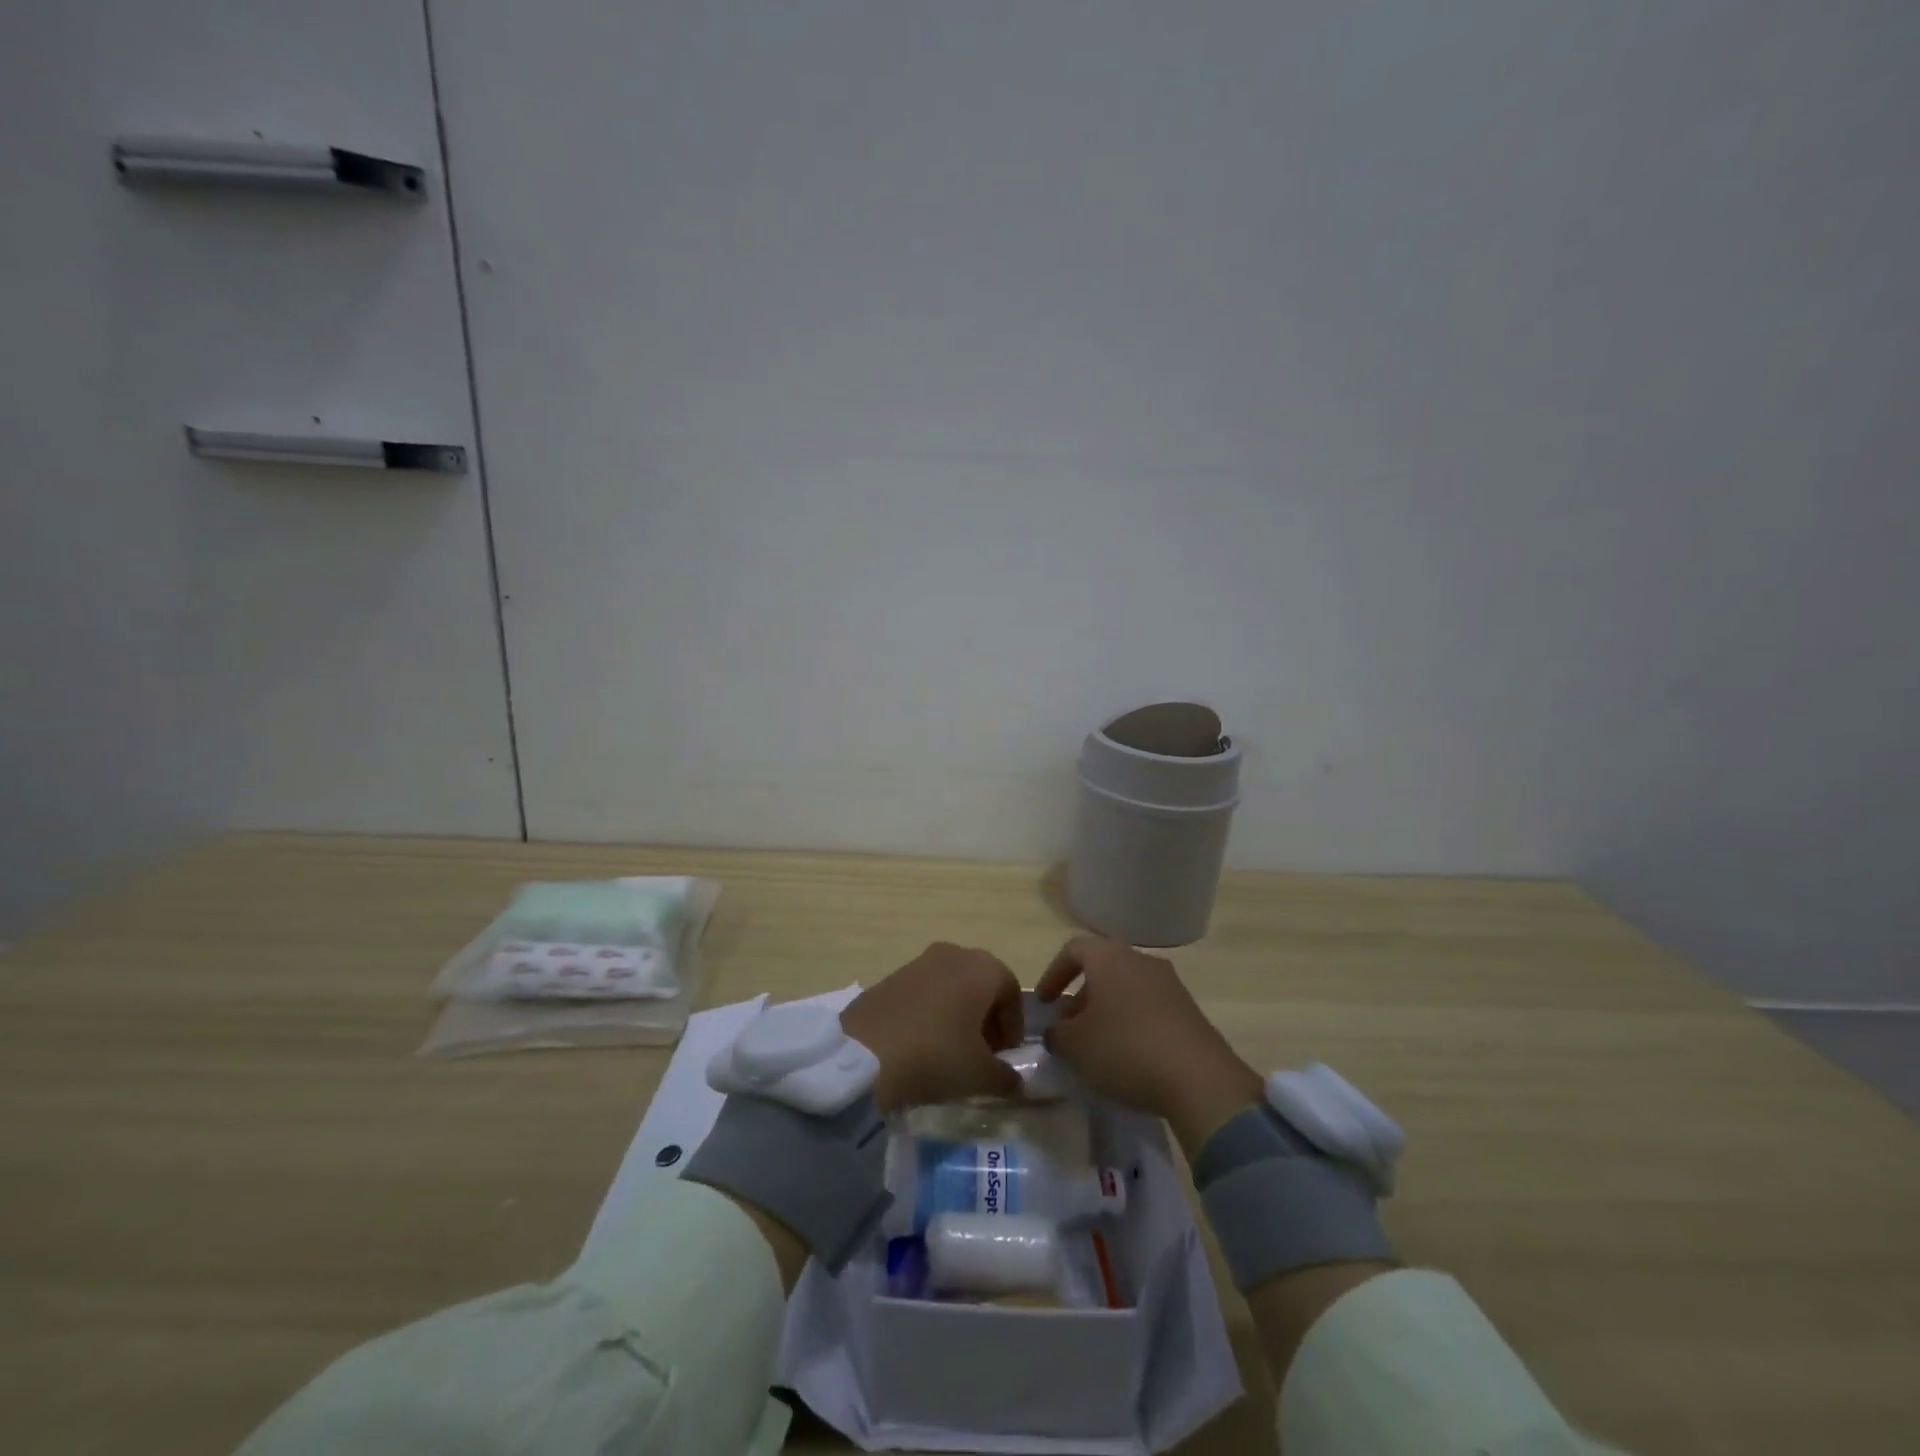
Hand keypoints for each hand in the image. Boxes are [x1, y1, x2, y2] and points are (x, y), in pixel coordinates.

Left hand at [841, 943, 1025, 1111]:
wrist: (864, 1055)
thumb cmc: (936, 1056)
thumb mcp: (981, 1076)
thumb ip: (1007, 1077)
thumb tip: (1015, 1081)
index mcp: (981, 967)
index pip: (1011, 991)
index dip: (1014, 1025)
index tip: (1007, 1056)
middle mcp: (952, 954)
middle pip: (981, 984)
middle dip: (987, 1018)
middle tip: (983, 1054)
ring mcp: (918, 962)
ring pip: (951, 985)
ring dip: (959, 1014)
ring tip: (952, 1051)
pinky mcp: (890, 976)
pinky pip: (924, 991)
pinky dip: (932, 1012)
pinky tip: (922, 1044)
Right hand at [1036, 935, 1263, 1155]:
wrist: (1200, 1079)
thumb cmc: (1125, 1050)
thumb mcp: (1075, 1046)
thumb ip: (1057, 1033)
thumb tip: (1058, 1030)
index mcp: (1109, 957)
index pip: (1073, 949)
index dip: (1053, 974)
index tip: (1044, 1003)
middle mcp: (1140, 960)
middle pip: (1102, 968)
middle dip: (1081, 996)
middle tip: (1069, 1027)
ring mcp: (1170, 984)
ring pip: (1127, 988)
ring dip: (1107, 1011)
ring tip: (1096, 1046)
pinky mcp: (1189, 1011)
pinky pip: (1150, 1007)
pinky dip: (1132, 1023)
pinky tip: (1128, 1056)